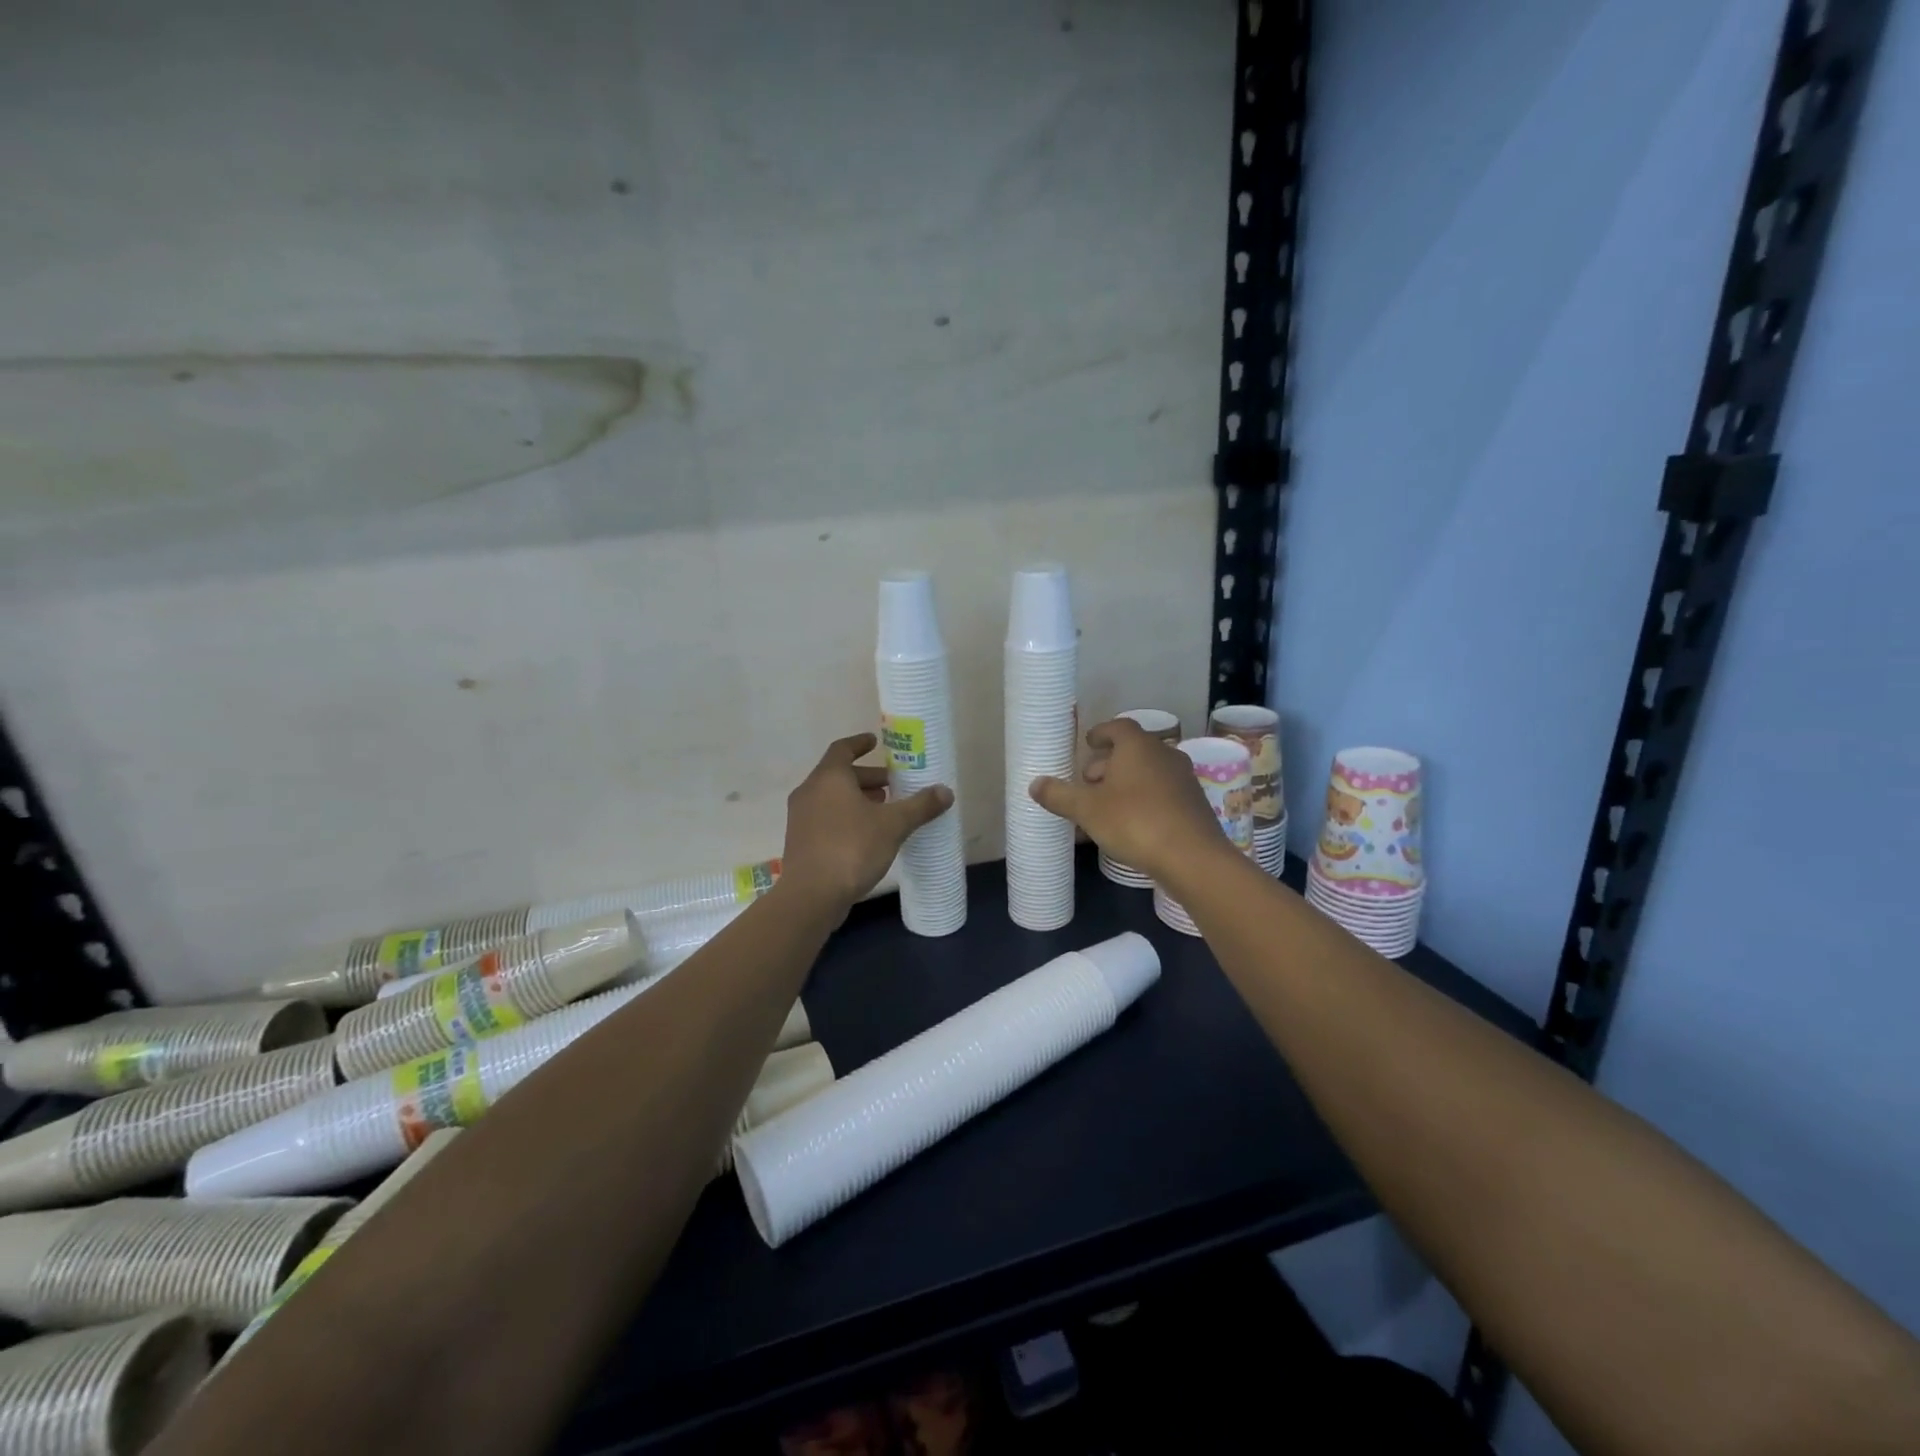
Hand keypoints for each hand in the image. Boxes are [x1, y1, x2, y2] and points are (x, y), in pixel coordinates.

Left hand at [780, 733, 953, 912]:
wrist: (811, 896)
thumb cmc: (851, 848)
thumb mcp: (893, 825)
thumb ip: (920, 806)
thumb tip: (945, 791)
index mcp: (829, 778)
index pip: (842, 749)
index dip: (859, 743)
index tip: (875, 741)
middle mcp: (810, 792)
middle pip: (839, 775)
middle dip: (867, 778)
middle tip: (893, 785)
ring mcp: (801, 818)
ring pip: (832, 798)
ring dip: (857, 799)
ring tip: (885, 810)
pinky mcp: (801, 842)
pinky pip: (826, 818)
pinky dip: (846, 817)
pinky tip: (868, 835)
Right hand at [1029, 718, 1229, 884]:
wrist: (1192, 857)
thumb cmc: (1134, 821)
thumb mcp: (1087, 809)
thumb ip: (1059, 795)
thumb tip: (1034, 784)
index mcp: (1138, 746)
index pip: (1118, 727)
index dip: (1101, 732)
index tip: (1088, 743)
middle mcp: (1164, 754)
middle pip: (1133, 750)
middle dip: (1108, 764)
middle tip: (1088, 782)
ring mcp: (1183, 779)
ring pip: (1148, 773)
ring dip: (1126, 783)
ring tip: (1105, 806)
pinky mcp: (1194, 804)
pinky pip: (1161, 793)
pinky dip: (1143, 800)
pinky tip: (1130, 825)